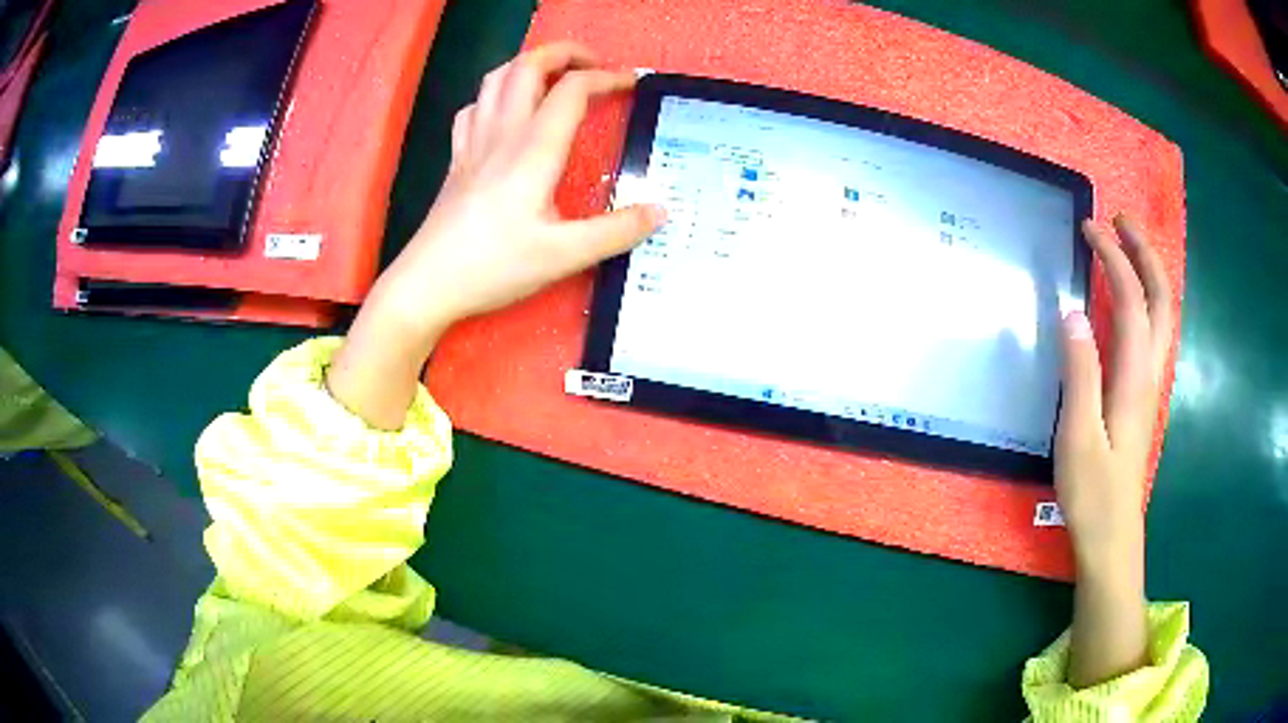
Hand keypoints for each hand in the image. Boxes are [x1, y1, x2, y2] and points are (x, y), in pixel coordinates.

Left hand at [328, 43, 664, 428]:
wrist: (427, 283)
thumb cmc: (494, 267)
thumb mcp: (563, 256)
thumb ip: (616, 232)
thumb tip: (661, 211)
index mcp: (534, 150)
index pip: (572, 90)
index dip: (607, 78)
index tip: (632, 84)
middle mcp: (502, 134)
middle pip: (528, 66)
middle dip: (565, 52)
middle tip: (594, 64)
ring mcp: (473, 143)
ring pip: (495, 79)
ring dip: (528, 65)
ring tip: (554, 76)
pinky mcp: (456, 160)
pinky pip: (472, 108)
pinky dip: (493, 96)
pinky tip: (504, 112)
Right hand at [1057, 213, 1173, 686]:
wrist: (1112, 537)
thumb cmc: (1093, 493)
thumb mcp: (1077, 437)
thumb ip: (1078, 374)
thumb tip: (1072, 313)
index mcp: (1134, 378)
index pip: (1131, 300)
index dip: (1113, 258)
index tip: (1089, 229)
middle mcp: (1150, 372)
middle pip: (1160, 299)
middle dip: (1144, 251)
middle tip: (1119, 219)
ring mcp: (1150, 384)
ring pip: (1161, 314)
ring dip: (1148, 272)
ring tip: (1127, 245)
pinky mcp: (1144, 396)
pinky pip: (1153, 332)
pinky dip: (1146, 299)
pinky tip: (1132, 299)